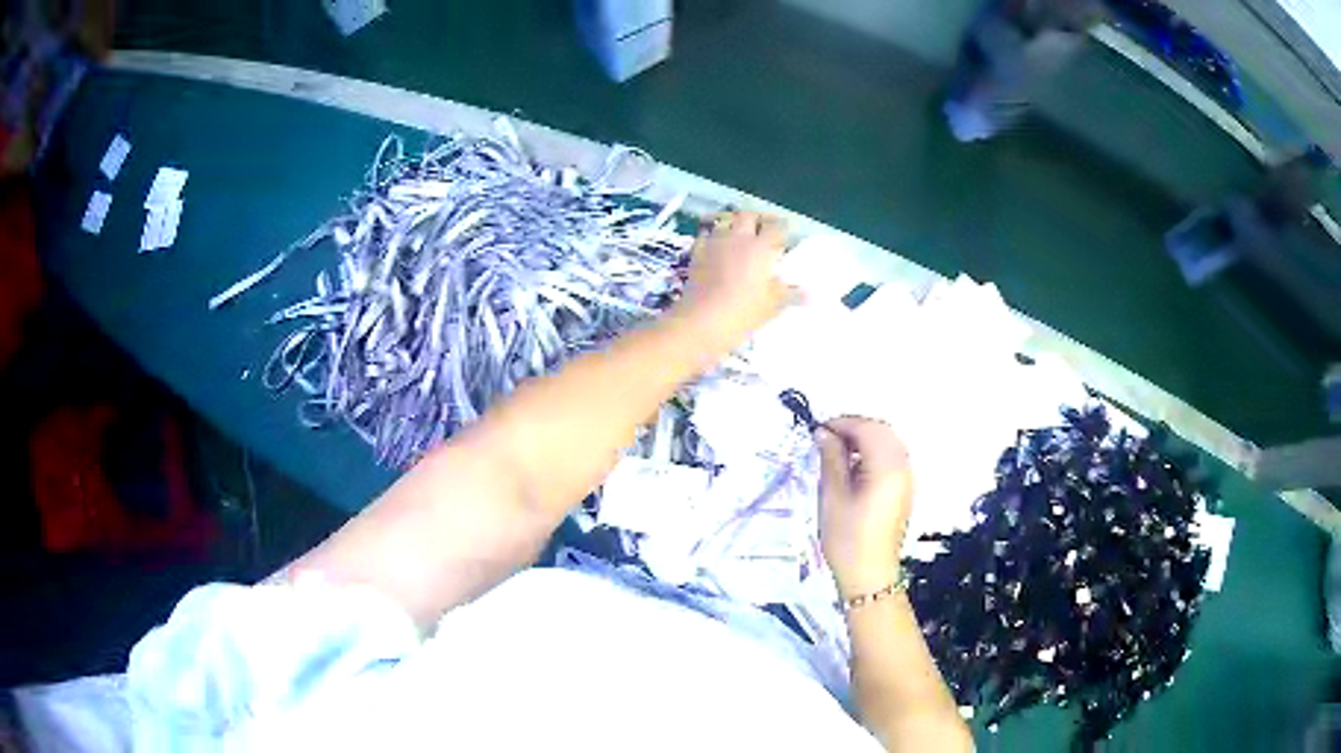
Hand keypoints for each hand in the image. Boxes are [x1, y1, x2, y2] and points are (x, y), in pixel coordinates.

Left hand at [675, 211, 792, 349]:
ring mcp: (714, 243)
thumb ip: (790, 294)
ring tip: (739, 234)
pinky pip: (705, 235)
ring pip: (725, 221)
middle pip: (748, 216)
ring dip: (734, 224)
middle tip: (763, 230)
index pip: (776, 227)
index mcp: (760, 248)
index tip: (786, 234)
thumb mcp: (772, 305)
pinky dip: (713, 235)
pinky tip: (716, 246)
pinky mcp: (696, 253)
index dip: (782, 228)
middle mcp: (737, 238)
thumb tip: (810, 294)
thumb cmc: (743, 312)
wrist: (702, 320)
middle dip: (757, 219)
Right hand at [816, 417, 913, 600]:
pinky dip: (873, 453)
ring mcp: (907, 478)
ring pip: (888, 443)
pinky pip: (892, 458)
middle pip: (882, 431)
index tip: (818, 430)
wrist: (869, 575)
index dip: (842, 423)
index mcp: (886, 467)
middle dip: (854, 428)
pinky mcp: (904, 489)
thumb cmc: (847, 538)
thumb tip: (824, 433)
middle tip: (826, 439)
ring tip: (837, 453)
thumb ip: (831, 459)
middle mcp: (902, 467)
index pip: (867, 428)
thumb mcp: (832, 496)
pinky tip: (854, 468)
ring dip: (864, 439)